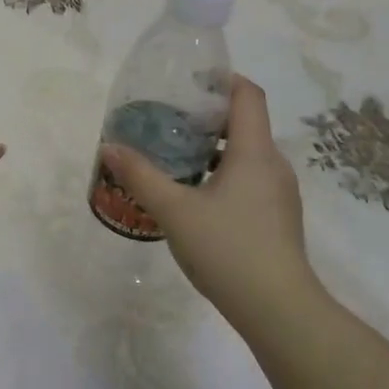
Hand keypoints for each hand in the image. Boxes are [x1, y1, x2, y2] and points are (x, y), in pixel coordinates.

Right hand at [99, 76, 323, 326]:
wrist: (278, 308)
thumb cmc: (227, 249)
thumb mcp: (174, 210)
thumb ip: (140, 176)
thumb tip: (109, 147)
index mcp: (254, 151)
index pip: (248, 94)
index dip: (223, 79)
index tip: (189, 80)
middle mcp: (273, 164)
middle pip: (245, 123)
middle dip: (207, 116)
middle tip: (167, 120)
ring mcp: (279, 193)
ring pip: (246, 154)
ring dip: (213, 148)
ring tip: (174, 157)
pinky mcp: (277, 217)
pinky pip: (249, 179)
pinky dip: (223, 174)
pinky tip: (195, 196)